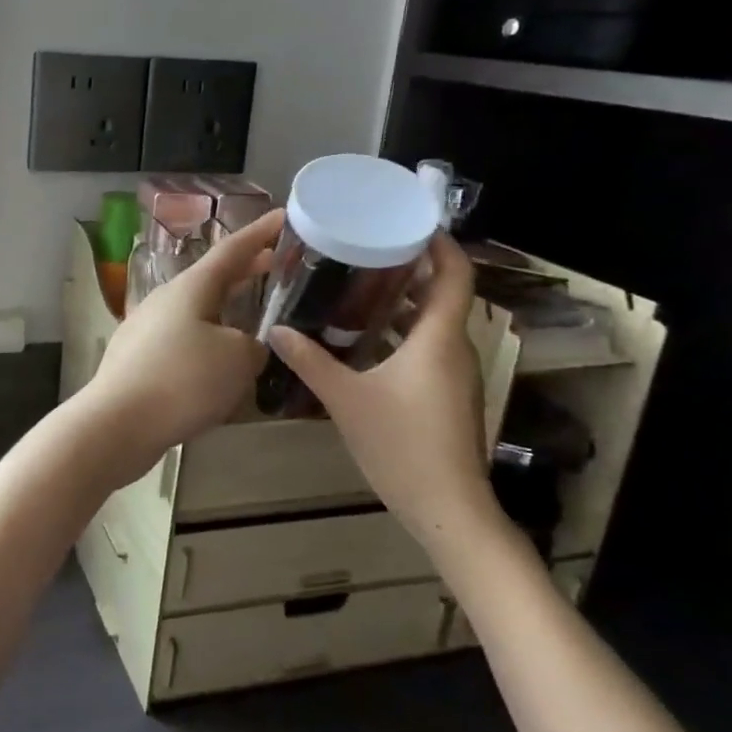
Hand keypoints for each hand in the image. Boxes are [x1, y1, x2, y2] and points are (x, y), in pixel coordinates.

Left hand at [79, 210, 282, 471]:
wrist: (117, 423)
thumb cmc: (183, 381)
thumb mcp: (238, 359)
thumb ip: (253, 346)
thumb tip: (245, 347)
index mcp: (191, 287)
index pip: (232, 249)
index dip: (261, 233)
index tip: (283, 216)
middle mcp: (165, 300)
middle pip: (212, 278)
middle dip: (245, 270)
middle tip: (276, 263)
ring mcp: (147, 328)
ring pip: (196, 309)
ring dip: (226, 307)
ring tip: (252, 313)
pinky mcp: (138, 359)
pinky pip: (183, 339)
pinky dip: (207, 339)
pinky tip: (219, 362)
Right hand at [269, 234, 503, 549]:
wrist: (448, 509)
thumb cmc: (402, 445)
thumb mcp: (346, 399)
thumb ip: (310, 361)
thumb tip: (276, 330)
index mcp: (439, 338)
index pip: (455, 273)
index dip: (438, 243)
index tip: (407, 222)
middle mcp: (455, 348)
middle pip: (444, 293)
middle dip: (410, 268)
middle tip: (365, 250)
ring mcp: (455, 374)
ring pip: (434, 323)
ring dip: (404, 303)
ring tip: (357, 288)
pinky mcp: (448, 395)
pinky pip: (428, 348)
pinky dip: (402, 333)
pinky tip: (363, 340)